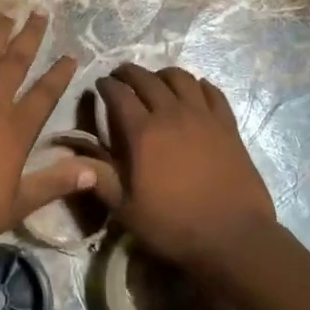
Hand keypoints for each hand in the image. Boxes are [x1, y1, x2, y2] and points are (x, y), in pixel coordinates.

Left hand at [0, 14, 95, 264]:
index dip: (60, 74)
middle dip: (30, 37)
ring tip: (4, 13)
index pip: (45, 95)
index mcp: (15, 130)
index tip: (71, 55)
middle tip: (39, 13)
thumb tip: (94, 171)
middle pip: (15, 63)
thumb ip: (54, 184)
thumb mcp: (16, 207)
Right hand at [90, 64, 278, 278]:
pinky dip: (199, 85)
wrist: (233, 236)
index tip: (100, 84)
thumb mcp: (126, 210)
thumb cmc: (174, 225)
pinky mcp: (228, 125)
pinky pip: (212, 92)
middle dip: (129, 73)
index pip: (119, 94)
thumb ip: (101, 179)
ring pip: (181, 78)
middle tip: (121, 76)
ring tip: (156, 80)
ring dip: (163, 74)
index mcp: (143, 133)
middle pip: (147, 79)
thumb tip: (76, 159)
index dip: (106, 86)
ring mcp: (204, 117)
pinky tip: (195, 91)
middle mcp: (172, 114)